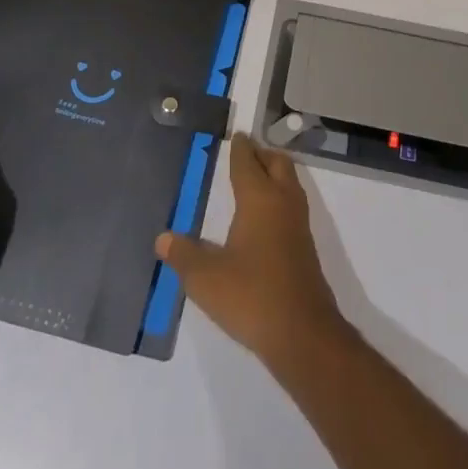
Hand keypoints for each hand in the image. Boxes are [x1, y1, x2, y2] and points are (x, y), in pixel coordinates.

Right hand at [156, 133, 350, 372]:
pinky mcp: (305, 247)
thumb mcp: (206, 279)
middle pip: (277, 163)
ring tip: (254, 178)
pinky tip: (264, 217)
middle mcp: (282, 202)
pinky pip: (292, 205)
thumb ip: (183, 256)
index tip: (234, 135)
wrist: (303, 334)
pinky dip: (280, 197)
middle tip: (244, 152)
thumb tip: (162, 238)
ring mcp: (298, 224)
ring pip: (289, 183)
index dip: (240, 147)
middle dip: (261, 153)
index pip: (248, 161)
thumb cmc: (252, 296)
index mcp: (259, 198)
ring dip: (274, 174)